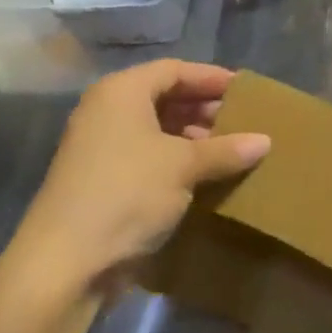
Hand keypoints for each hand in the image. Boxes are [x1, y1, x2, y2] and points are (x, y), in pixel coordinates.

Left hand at [14, 61, 269, 292]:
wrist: (66, 263)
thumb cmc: (128, 193)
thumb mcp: (183, 166)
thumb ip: (226, 149)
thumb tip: (265, 141)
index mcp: (122, 92)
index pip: (175, 70)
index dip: (211, 78)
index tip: (245, 91)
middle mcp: (107, 111)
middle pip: (164, 97)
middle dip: (204, 109)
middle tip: (243, 122)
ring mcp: (101, 147)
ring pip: (156, 129)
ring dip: (193, 138)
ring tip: (231, 151)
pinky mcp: (103, 180)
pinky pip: (148, 157)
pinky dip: (176, 161)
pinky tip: (205, 177)